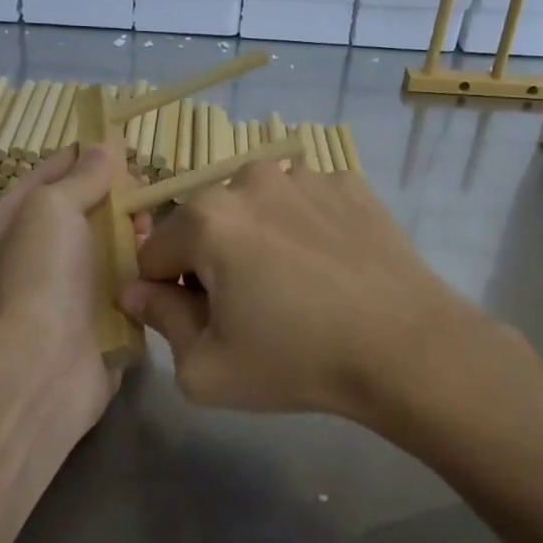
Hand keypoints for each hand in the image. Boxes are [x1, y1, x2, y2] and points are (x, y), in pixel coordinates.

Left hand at [0, 144, 130, 428]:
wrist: (45, 367)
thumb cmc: (39, 276)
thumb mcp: (51, 208)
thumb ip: (80, 177)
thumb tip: (104, 150)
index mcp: (0, 230)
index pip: (42, 178)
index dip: (78, 158)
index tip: (117, 145)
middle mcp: (27, 260)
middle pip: (77, 213)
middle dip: (111, 197)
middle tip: (142, 189)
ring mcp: (61, 293)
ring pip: (103, 247)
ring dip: (128, 233)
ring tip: (151, 224)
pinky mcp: (94, 320)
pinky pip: (120, 282)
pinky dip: (138, 269)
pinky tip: (157, 257)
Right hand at [118, 161, 488, 421]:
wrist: (406, 348)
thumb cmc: (297, 361)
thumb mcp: (206, 368)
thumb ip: (159, 321)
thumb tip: (136, 291)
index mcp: (206, 219)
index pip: (154, 253)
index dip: (165, 293)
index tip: (197, 323)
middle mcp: (249, 179)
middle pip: (205, 224)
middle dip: (210, 261)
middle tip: (248, 307)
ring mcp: (305, 174)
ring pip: (255, 207)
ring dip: (256, 238)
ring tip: (294, 284)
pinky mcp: (348, 183)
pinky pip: (304, 203)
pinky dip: (303, 227)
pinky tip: (329, 266)